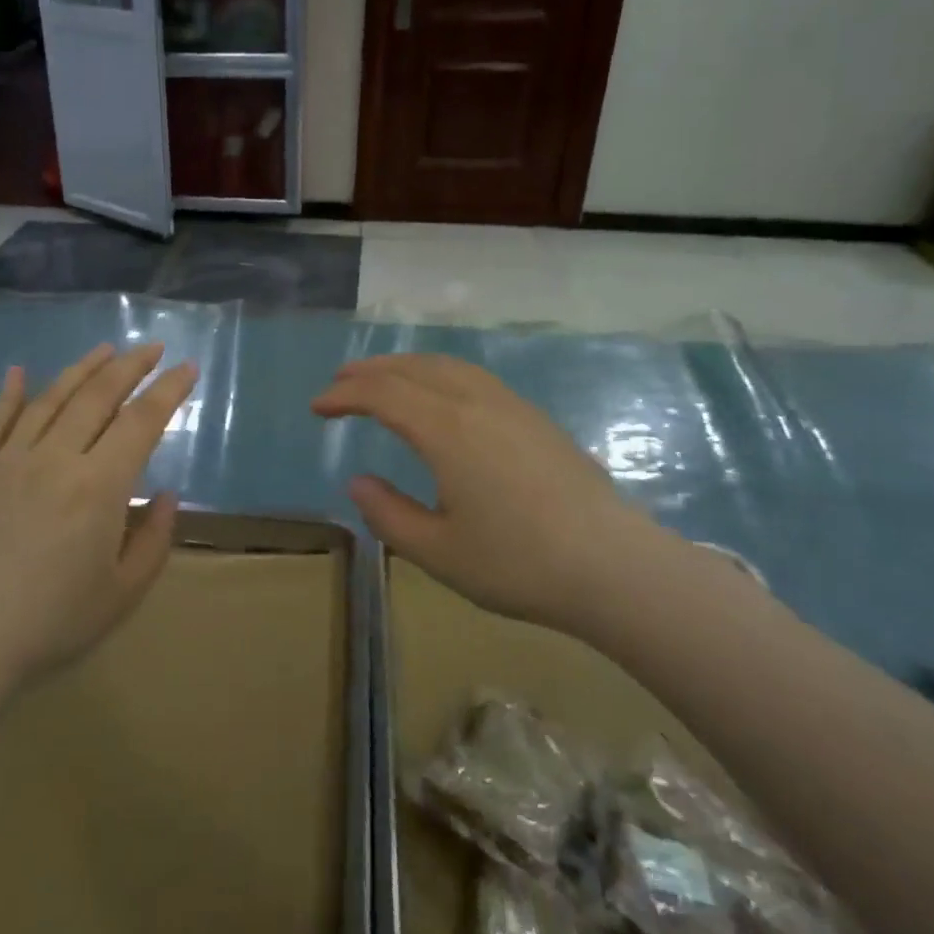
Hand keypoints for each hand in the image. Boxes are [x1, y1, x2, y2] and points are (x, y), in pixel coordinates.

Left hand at [0, 344, 196, 695]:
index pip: (141, 421)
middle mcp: (56, 458)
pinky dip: (8, 394)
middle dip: (130, 366)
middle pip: (98, 396)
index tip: (188, 367)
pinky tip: (17, 370)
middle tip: (153, 347)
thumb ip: (154, 538)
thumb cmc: (52, 624)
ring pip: (51, 399)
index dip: (169, 391)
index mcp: (99, 486)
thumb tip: (164, 495)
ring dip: (82, 369)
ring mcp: (10, 461)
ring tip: (105, 348)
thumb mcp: (123, 593)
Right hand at [312, 355, 670, 633]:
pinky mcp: (535, 418)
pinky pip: (473, 376)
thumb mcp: (438, 552)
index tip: (318, 407)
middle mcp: (475, 403)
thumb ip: (388, 515)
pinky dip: (438, 373)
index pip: (383, 394)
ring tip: (382, 379)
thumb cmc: (519, 564)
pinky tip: (440, 395)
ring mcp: (510, 406)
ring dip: (405, 366)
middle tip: (339, 381)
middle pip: (412, 369)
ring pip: (446, 366)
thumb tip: (358, 482)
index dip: (345, 395)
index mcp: (446, 430)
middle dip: (370, 370)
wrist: (615, 567)